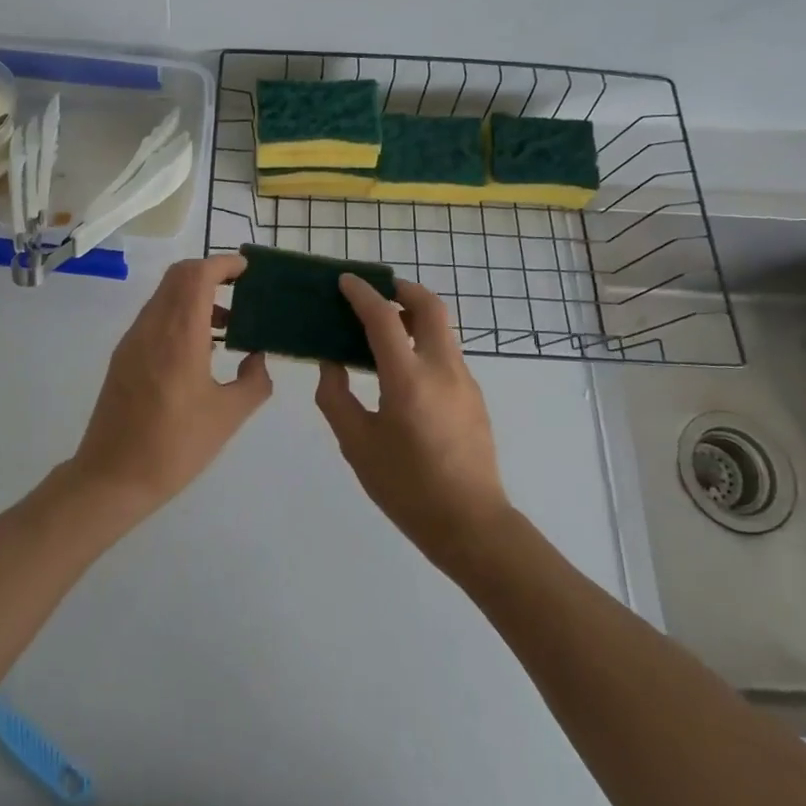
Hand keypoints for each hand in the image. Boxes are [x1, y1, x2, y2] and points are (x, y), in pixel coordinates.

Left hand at [68, 255, 272, 519]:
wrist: (111, 477)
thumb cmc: (174, 446)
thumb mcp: (227, 416)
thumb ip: (254, 381)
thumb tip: (258, 358)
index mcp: (179, 335)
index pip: (198, 275)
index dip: (223, 263)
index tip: (248, 270)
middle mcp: (152, 326)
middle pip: (179, 276)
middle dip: (210, 272)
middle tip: (241, 289)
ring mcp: (133, 339)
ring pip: (165, 295)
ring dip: (195, 295)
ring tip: (228, 324)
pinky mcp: (124, 356)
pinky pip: (155, 317)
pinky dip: (180, 314)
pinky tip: (200, 348)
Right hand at [315, 275, 512, 569]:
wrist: (472, 525)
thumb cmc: (407, 487)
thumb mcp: (357, 445)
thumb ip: (336, 397)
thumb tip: (331, 364)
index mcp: (408, 379)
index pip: (384, 318)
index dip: (362, 294)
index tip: (345, 281)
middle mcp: (442, 368)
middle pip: (429, 306)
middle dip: (402, 289)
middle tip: (376, 291)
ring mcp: (465, 380)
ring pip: (442, 328)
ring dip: (414, 315)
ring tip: (385, 328)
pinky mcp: (475, 396)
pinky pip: (446, 353)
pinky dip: (424, 342)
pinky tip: (404, 370)